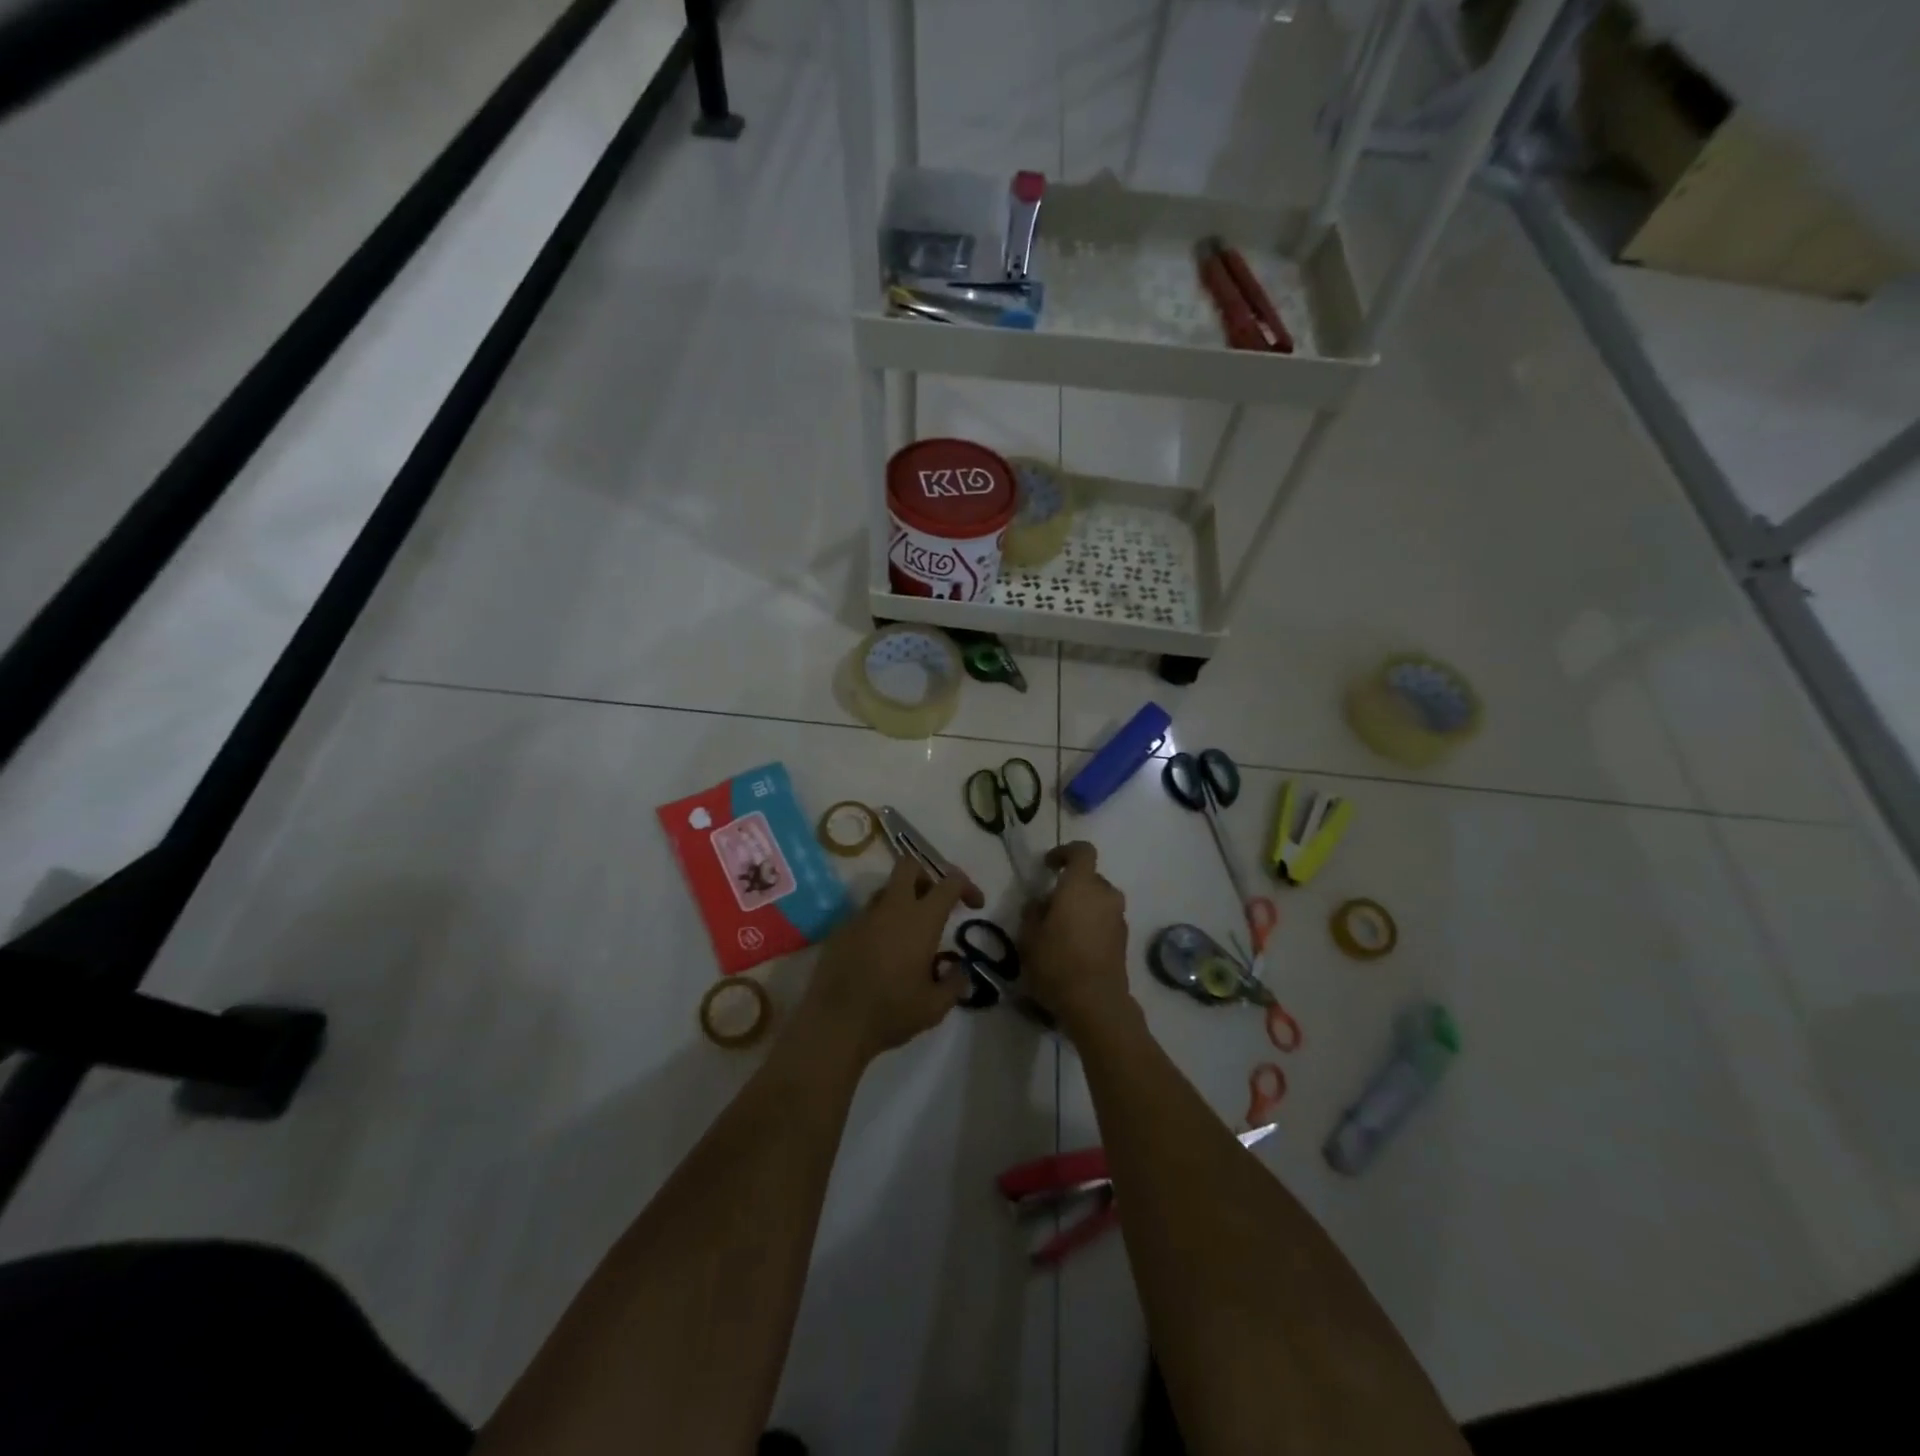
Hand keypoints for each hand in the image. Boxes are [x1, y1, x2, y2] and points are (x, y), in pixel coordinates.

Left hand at [801, 855, 984, 1063]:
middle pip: (910, 865)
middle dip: (927, 876)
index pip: (949, 882)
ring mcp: (862, 916)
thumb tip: (961, 969)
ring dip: (902, 901)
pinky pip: (866, 915)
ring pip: (886, 890)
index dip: (967, 886)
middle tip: (935, 903)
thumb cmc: (891, 1012)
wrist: (834, 1024)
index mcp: (921, 920)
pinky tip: (880, 954)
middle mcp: (892, 908)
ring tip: (908, 935)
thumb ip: (955, 983)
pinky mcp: (841, 930)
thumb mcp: (935, 1006)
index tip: (974, 905)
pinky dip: (879, 924)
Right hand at [1019, 842, 1131, 1033]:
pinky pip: (1105, 920)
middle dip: (1071, 886)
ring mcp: (1119, 918)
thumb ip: (1033, 911)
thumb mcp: (1029, 936)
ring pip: (1099, 900)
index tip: (1048, 865)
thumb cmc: (1057, 962)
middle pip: (1090, 878)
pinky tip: (1075, 946)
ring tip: (1061, 928)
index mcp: (1082, 885)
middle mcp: (1106, 895)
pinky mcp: (1124, 940)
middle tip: (1050, 906)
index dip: (1065, 852)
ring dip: (1083, 906)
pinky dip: (1092, 924)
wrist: (1096, 1003)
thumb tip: (1041, 903)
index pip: (1082, 851)